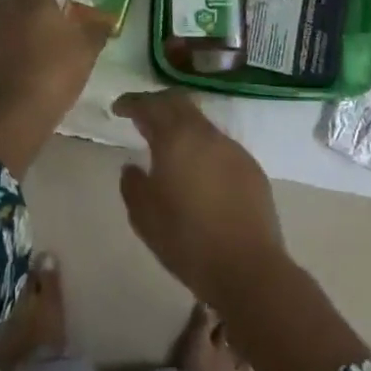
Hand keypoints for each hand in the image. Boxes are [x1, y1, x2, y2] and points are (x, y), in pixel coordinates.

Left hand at [0, 0, 107, 176]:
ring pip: (6, 13)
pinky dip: (14, 41)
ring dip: (20, 17)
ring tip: (42, 33)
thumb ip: (97, 30)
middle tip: (48, 3)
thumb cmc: (54, 70)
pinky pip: (2, 39)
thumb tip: (105, 19)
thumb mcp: (86, 50)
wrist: (13, 114)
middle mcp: (8, 9)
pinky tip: (30, 57)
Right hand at [115, 91, 286, 307]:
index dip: (132, 102)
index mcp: (177, 138)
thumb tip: (132, 167)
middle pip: (180, 103)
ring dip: (182, 127)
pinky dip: (203, 148)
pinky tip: (198, 171)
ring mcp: (233, 149)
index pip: (151, 105)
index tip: (118, 108)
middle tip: (142, 116)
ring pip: (202, 124)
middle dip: (158, 104)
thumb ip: (132, 185)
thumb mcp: (144, 216)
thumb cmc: (187, 240)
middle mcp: (206, 134)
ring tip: (169, 146)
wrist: (248, 268)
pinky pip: (220, 146)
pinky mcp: (251, 168)